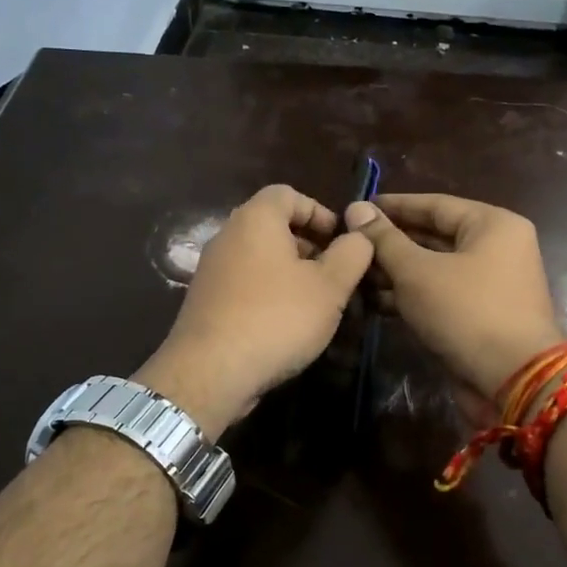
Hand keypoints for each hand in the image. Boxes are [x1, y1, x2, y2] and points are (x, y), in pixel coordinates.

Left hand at [136, 184, 372, 436]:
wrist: (211, 372)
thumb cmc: (277, 318)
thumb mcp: (330, 286)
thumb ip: (352, 254)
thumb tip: (359, 236)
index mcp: (256, 219)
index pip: (288, 194)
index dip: (320, 212)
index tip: (342, 241)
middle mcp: (228, 236)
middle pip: (273, 226)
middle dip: (309, 246)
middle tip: (336, 274)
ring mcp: (212, 270)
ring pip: (260, 258)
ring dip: (291, 273)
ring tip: (318, 303)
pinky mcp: (206, 301)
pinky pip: (245, 284)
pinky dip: (269, 293)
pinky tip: (288, 324)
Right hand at [345, 193, 564, 403]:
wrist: (513, 380)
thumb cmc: (466, 312)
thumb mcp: (418, 272)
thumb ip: (385, 240)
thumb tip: (356, 208)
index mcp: (493, 225)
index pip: (435, 205)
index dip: (394, 207)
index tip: (357, 208)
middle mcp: (496, 249)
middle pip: (434, 237)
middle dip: (391, 243)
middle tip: (350, 244)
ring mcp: (490, 285)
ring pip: (434, 269)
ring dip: (395, 273)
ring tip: (354, 274)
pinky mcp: (479, 316)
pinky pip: (440, 295)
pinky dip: (410, 297)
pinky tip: (372, 302)